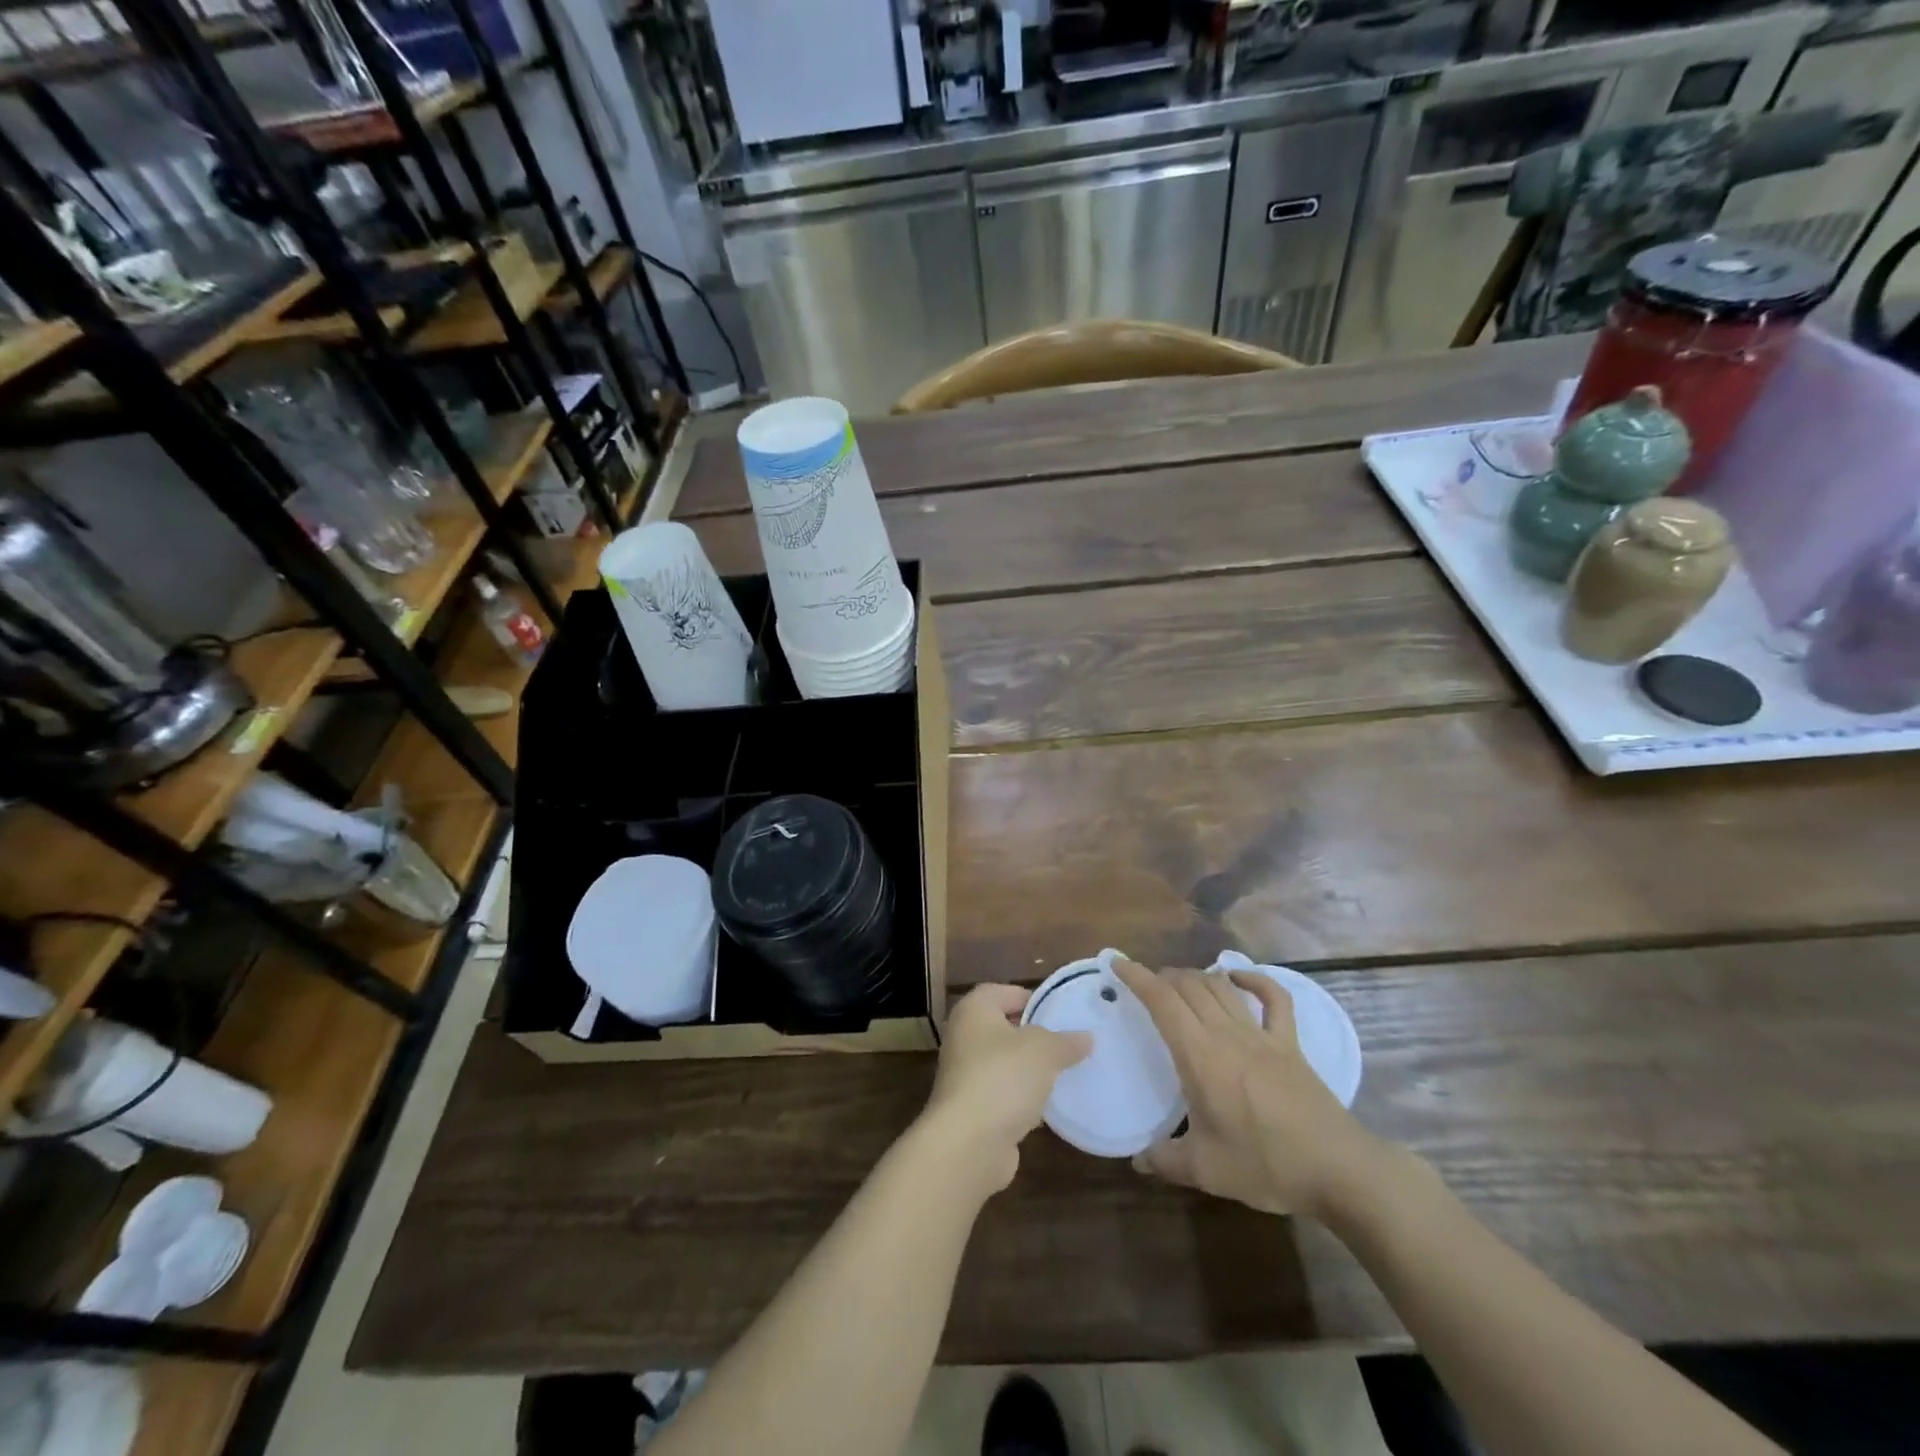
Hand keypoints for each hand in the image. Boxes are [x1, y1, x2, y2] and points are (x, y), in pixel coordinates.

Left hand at [921, 984, 1090, 1192]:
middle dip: (1035, 1036)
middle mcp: (964, 1037)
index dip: (1034, 999)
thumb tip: (1086, 1037)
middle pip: (1005, 1028)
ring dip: (1029, 1070)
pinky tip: (1047, 1108)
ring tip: (1064, 1074)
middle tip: (1069, 1044)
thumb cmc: (1003, 1078)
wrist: (968, 1143)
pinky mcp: (972, 1109)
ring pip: (1005, 1064)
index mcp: (974, 1010)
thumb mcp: (1044, 1050)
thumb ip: (1066, 1041)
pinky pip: (1003, 1094)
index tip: (1063, 1014)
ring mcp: (965, 1074)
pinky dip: (1022, 1098)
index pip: (1006, 992)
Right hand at [1112, 957, 1389, 1220]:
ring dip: (1197, 976)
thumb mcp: (1206, 1170)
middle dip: (1163, 977)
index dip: (1137, 977)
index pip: (1162, 1002)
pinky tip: (1239, 977)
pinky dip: (1255, 979)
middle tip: (1147, 984)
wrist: (1338, 1169)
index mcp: (1200, 1056)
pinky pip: (1273, 999)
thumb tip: (1137, 1161)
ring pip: (1222, 987)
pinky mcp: (1290, 1044)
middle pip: (1190, 986)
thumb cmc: (1265, 1165)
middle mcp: (1227, 1034)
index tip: (1117, 962)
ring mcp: (1261, 1035)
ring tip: (1181, 982)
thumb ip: (1166, 1160)